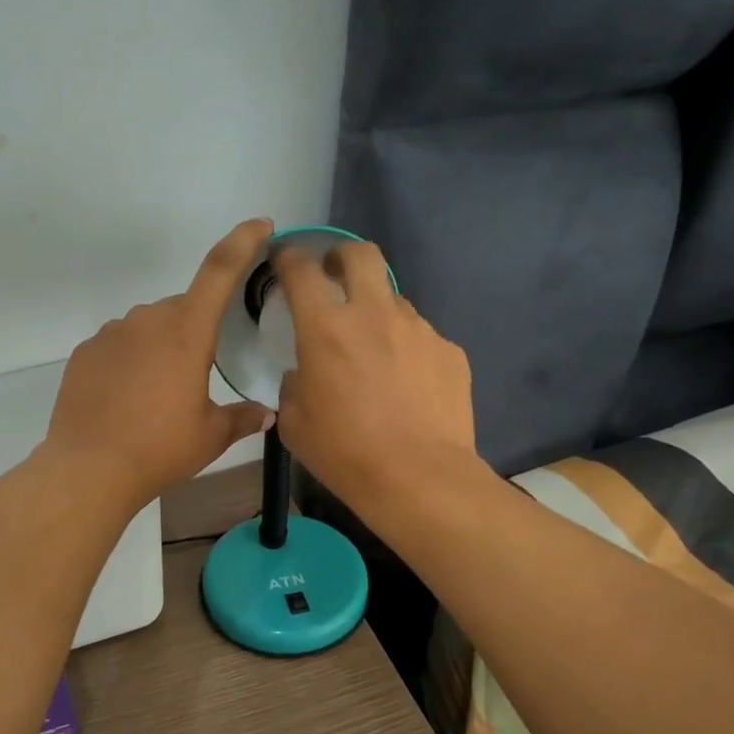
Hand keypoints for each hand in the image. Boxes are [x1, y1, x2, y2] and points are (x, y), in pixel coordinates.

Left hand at [45, 219, 276, 508]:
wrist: (89, 469)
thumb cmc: (160, 449)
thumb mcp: (210, 436)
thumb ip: (242, 418)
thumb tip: (266, 414)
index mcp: (186, 331)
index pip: (219, 270)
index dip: (243, 242)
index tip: (260, 226)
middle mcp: (147, 320)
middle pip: (181, 310)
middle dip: (194, 332)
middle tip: (196, 379)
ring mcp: (110, 334)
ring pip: (147, 328)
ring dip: (159, 349)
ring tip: (157, 397)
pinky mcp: (84, 353)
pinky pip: (117, 347)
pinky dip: (129, 363)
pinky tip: (127, 400)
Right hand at [273, 240, 476, 510]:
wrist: (419, 478)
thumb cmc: (345, 454)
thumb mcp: (295, 425)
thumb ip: (293, 387)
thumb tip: (303, 374)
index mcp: (326, 329)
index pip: (302, 271)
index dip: (289, 259)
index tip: (285, 262)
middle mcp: (374, 315)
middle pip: (361, 255)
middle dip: (342, 256)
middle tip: (334, 276)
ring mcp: (418, 330)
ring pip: (394, 301)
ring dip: (377, 313)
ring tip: (375, 353)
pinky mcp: (449, 351)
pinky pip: (421, 338)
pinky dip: (407, 350)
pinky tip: (407, 386)